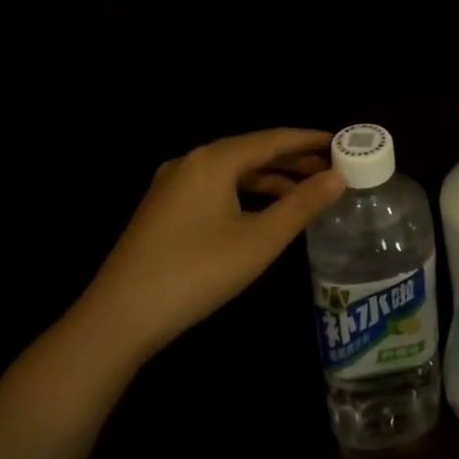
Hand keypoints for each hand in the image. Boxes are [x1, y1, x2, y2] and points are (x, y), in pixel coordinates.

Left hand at [74, 128, 345, 363]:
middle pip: (251, 152)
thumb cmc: (197, 272)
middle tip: (331, 169)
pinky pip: (215, 188)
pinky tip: (264, 212)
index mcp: (213, 160)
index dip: (308, 140)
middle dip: (292, 160)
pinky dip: (245, 193)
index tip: (340, 142)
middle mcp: (190, 162)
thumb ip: (302, 204)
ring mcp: (172, 186)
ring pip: (232, 172)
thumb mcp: (259, 240)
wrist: (118, 319)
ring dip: (270, 178)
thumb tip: (338, 177)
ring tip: (306, 191)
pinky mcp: (163, 210)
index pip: (272, 139)